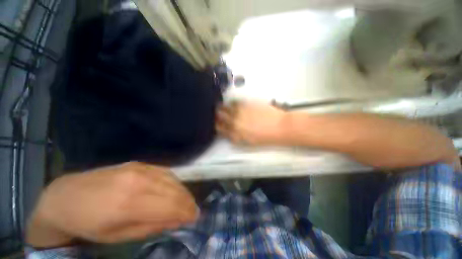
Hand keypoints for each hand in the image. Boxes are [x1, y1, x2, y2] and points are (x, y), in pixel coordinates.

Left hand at [26, 162, 197, 247]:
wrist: (65, 196)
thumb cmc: (88, 224)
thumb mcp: (118, 236)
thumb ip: (152, 226)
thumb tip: (178, 220)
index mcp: (128, 204)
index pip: (169, 206)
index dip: (186, 212)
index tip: (195, 218)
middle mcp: (138, 181)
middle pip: (174, 191)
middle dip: (188, 202)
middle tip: (195, 211)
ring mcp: (139, 168)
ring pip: (172, 179)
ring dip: (184, 191)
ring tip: (188, 201)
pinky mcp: (139, 163)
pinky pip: (165, 172)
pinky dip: (175, 181)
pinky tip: (177, 188)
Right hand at [216, 101, 286, 144]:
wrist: (279, 127)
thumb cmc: (265, 138)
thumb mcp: (249, 143)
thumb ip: (236, 138)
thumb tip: (229, 134)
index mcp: (235, 134)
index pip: (219, 129)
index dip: (216, 125)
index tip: (216, 123)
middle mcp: (234, 122)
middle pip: (219, 117)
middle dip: (216, 116)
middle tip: (217, 114)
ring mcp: (239, 112)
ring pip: (224, 108)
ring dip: (222, 108)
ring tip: (223, 108)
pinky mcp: (246, 104)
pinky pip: (234, 102)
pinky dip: (231, 103)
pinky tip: (233, 104)